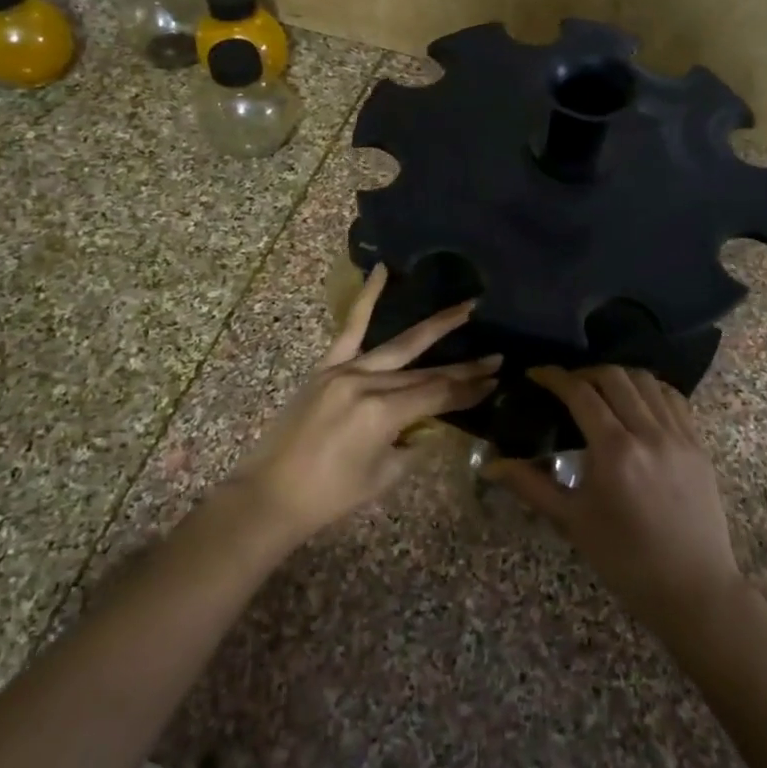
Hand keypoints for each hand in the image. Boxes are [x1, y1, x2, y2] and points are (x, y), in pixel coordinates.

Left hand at [236, 265, 499, 540]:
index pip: (439, 395)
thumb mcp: (384, 475)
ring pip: (399, 345)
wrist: (270, 495)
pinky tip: (383, 271)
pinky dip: (368, 297)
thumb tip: (431, 422)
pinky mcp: (325, 367)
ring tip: (466, 308)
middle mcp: (367, 383)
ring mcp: (344, 370)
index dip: (469, 390)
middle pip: (426, 371)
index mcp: (383, 414)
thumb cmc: (330, 496)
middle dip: (464, 366)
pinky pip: (350, 327)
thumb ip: (411, 442)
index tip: (495, 381)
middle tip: (496, 356)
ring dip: (436, 327)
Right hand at [489, 366, 744, 637]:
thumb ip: (531, 485)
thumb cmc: (625, 560)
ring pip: (647, 381)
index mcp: (614, 451)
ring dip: (618, 376)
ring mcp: (679, 435)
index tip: (536, 373)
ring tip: (600, 389)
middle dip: (585, 372)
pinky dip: (651, 389)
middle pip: (614, 377)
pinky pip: (674, 399)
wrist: (692, 588)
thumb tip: (492, 465)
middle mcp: (648, 433)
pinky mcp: (698, 444)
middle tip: (566, 385)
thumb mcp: (573, 522)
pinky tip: (638, 401)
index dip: (554, 377)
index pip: (580, 393)